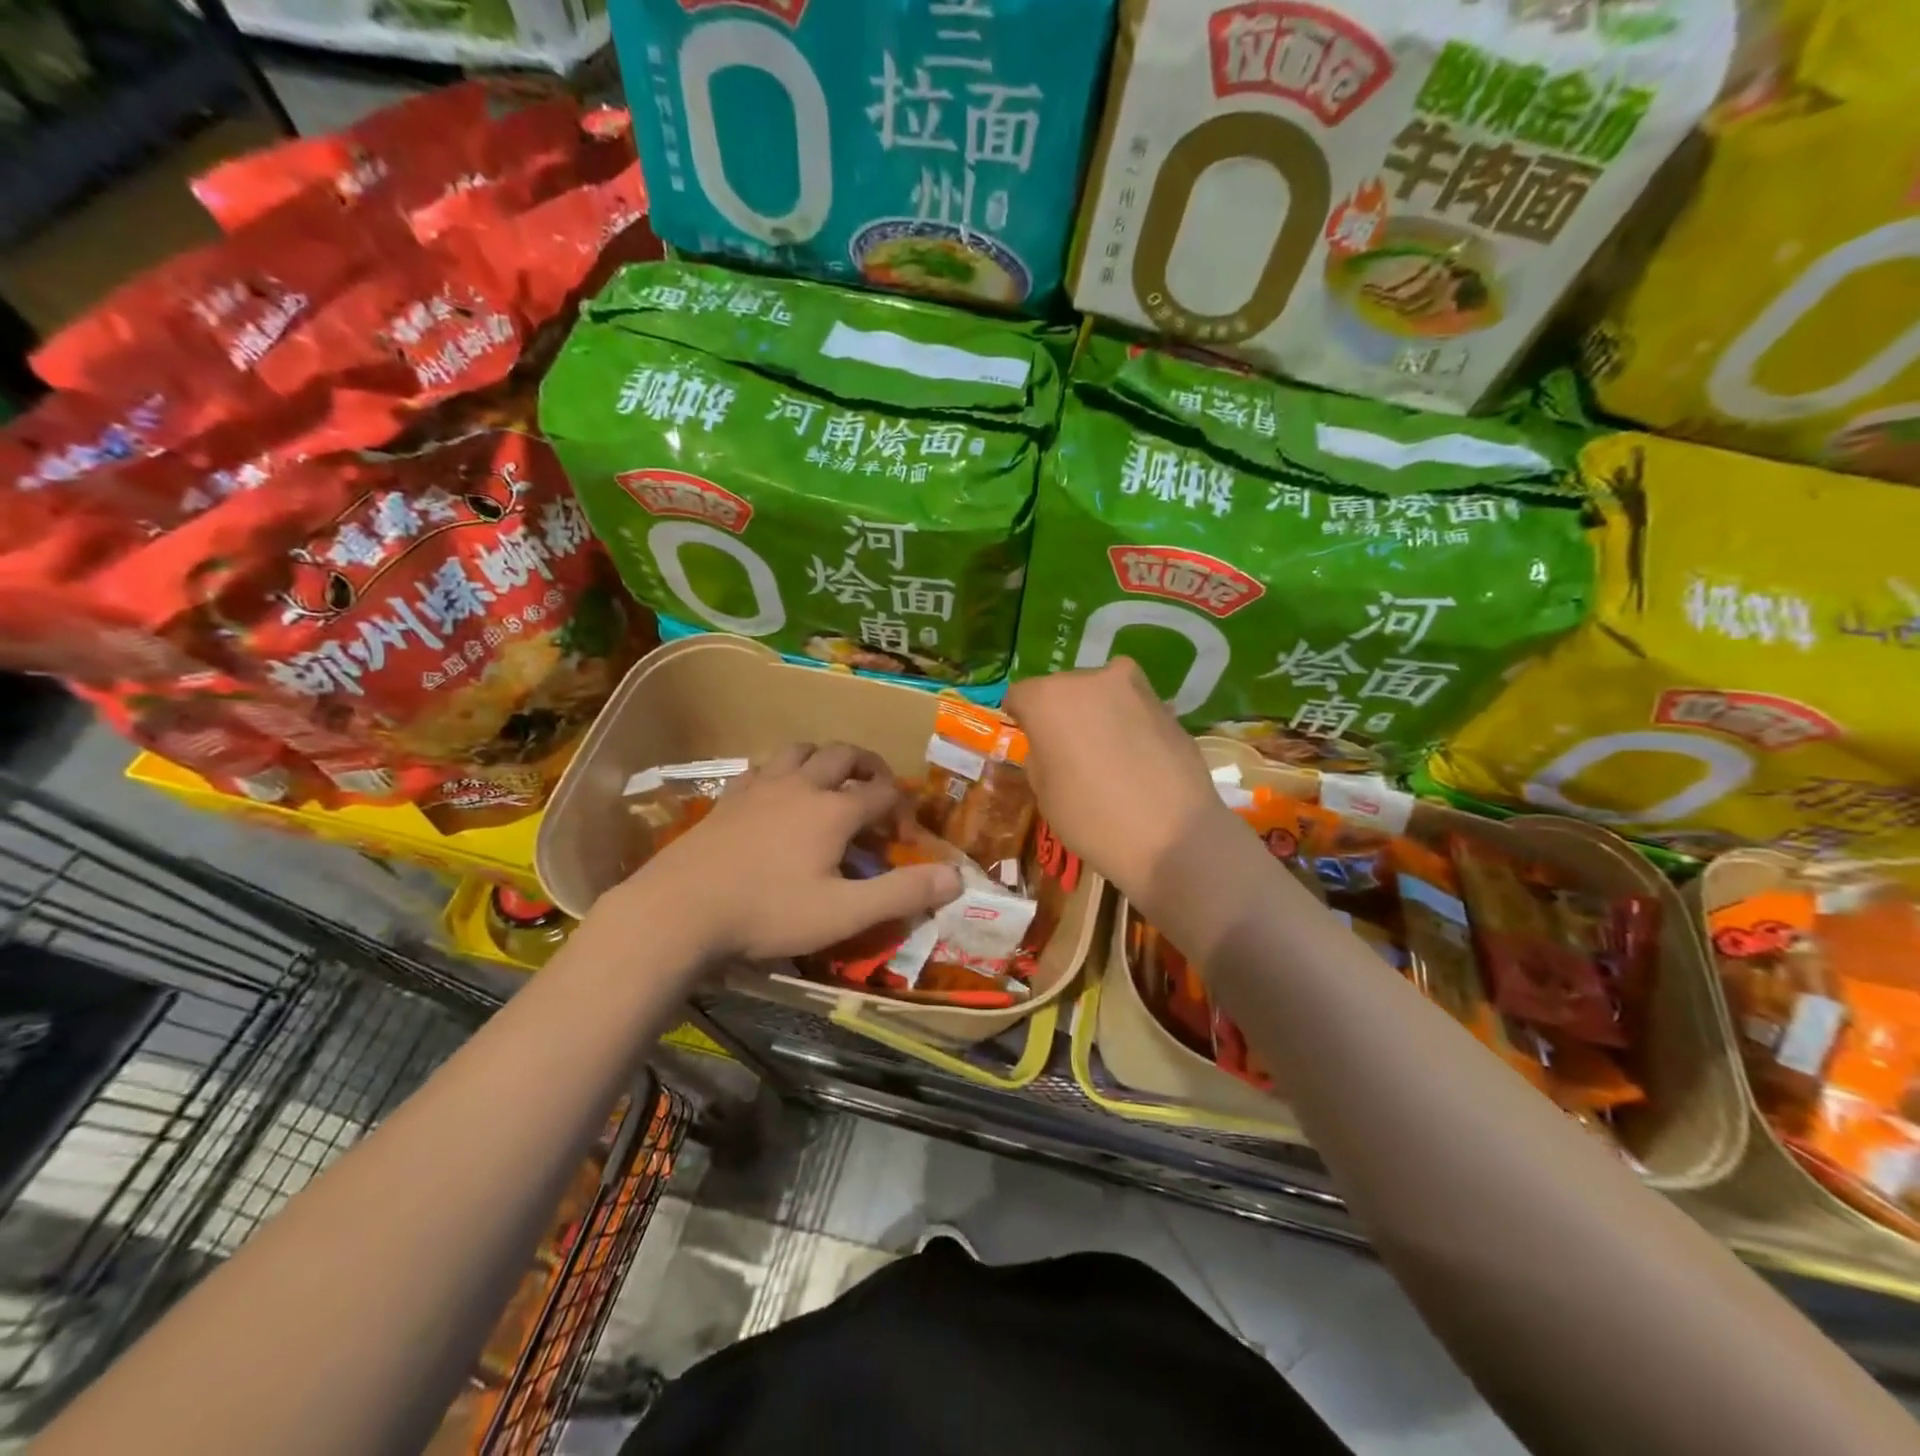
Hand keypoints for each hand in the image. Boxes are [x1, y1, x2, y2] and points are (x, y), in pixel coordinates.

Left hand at [616, 742, 962, 961]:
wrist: (679, 910)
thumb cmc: (768, 913)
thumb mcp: (844, 913)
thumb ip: (903, 893)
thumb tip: (957, 878)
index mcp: (834, 809)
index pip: (883, 791)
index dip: (903, 808)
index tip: (904, 837)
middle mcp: (801, 785)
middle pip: (845, 754)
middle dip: (869, 766)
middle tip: (878, 791)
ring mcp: (760, 786)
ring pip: (801, 750)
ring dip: (825, 760)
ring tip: (831, 785)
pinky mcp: (729, 797)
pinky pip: (764, 767)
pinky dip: (784, 772)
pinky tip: (778, 796)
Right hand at [1005, 659, 1233, 901]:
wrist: (1173, 836)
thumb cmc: (1092, 818)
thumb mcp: (1044, 793)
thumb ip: (1041, 755)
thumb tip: (1051, 744)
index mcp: (1049, 698)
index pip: (1020, 696)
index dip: (1021, 719)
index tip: (1030, 741)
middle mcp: (1090, 679)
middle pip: (1063, 689)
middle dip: (1061, 713)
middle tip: (1068, 751)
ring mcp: (1134, 688)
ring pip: (1101, 694)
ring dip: (1097, 715)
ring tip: (1105, 756)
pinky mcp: (1166, 706)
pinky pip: (1132, 709)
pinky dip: (1127, 726)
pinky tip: (1136, 761)